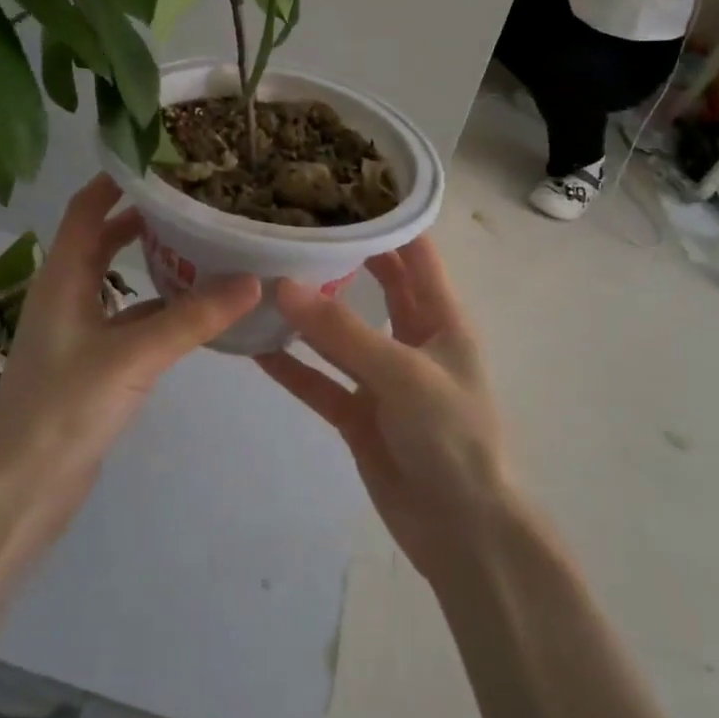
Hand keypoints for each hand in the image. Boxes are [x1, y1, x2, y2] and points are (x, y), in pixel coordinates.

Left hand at [0, 176, 259, 527]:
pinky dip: (160, 308)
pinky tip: (197, 310)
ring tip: (207, 245)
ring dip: (155, 262)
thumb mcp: (131, 356)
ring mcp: (79, 331)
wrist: (20, 490)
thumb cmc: (63, 409)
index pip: (87, 208)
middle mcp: (68, 294)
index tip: (163, 159)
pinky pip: (131, 320)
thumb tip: (253, 279)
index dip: (117, 180)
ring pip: (121, 280)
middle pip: (105, 238)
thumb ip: (191, 318)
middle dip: (144, 217)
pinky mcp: (93, 364)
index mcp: (63, 276)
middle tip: (196, 200)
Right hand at [257, 237, 511, 582]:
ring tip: (261, 275)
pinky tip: (254, 346)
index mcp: (440, 317)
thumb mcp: (403, 374)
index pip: (414, 251)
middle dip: (340, 254)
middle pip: (374, 283)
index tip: (340, 185)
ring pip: (338, 331)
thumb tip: (281, 284)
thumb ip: (342, 330)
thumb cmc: (453, 437)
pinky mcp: (357, 413)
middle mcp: (411, 338)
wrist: (464, 533)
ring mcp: (381, 377)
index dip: (386, 217)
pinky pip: (318, 380)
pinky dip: (290, 365)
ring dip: (306, 310)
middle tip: (291, 222)